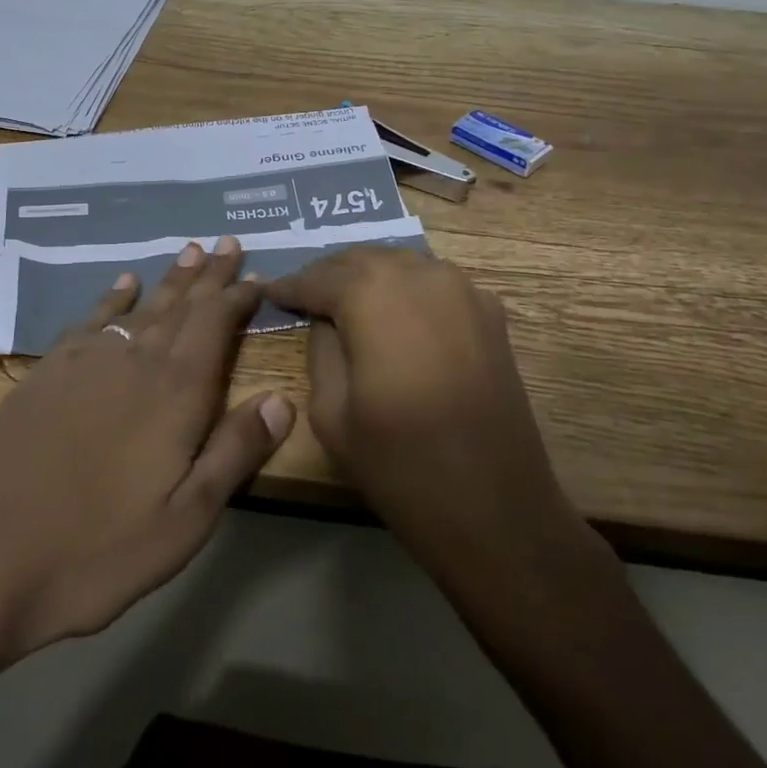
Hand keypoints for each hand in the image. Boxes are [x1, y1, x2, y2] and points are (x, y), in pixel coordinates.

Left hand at [0, 236, 294, 664]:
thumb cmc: (96, 549)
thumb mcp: (184, 521)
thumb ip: (234, 453)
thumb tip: (282, 399)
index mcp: (175, 393)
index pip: (216, 325)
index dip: (238, 297)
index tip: (257, 276)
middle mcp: (134, 361)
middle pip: (181, 305)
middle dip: (208, 274)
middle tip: (226, 241)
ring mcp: (86, 362)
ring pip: (140, 305)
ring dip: (169, 279)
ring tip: (188, 251)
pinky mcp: (48, 372)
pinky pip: (91, 317)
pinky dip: (112, 296)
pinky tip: (122, 283)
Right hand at [267, 247, 595, 579]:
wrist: (495, 508)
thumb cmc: (400, 464)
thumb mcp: (330, 412)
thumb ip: (320, 349)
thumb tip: (325, 320)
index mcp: (372, 295)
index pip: (319, 277)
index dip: (291, 286)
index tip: (271, 293)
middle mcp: (419, 275)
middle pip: (362, 259)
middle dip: (330, 275)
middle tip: (306, 295)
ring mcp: (462, 289)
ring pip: (402, 263)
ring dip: (371, 276)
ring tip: (347, 301)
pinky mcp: (489, 312)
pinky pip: (436, 282)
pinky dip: (409, 288)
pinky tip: (397, 313)